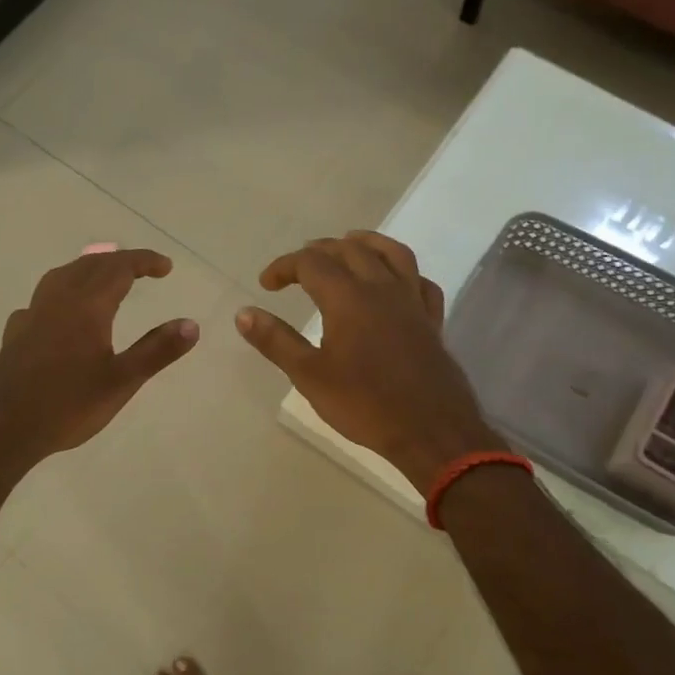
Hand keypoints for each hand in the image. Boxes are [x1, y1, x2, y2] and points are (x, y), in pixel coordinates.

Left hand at [0, 245, 198, 467]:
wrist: (2, 429)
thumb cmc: (67, 406)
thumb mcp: (121, 382)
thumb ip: (157, 350)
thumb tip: (191, 324)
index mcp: (86, 306)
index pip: (119, 268)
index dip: (144, 261)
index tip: (166, 267)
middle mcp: (57, 300)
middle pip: (90, 265)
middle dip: (120, 262)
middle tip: (144, 270)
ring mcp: (32, 314)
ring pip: (63, 276)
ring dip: (89, 269)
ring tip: (105, 279)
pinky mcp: (16, 333)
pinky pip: (43, 299)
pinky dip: (63, 293)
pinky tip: (62, 313)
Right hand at [236, 232, 498, 488]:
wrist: (430, 432)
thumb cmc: (364, 404)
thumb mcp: (309, 376)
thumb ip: (275, 341)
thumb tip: (243, 313)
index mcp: (348, 298)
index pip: (311, 263)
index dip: (284, 266)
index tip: (266, 284)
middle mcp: (382, 289)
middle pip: (350, 250)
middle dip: (319, 250)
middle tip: (298, 266)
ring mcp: (412, 303)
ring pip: (392, 253)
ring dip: (365, 243)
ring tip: (347, 244)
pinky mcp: (432, 321)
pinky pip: (420, 281)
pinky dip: (403, 272)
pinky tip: (395, 281)